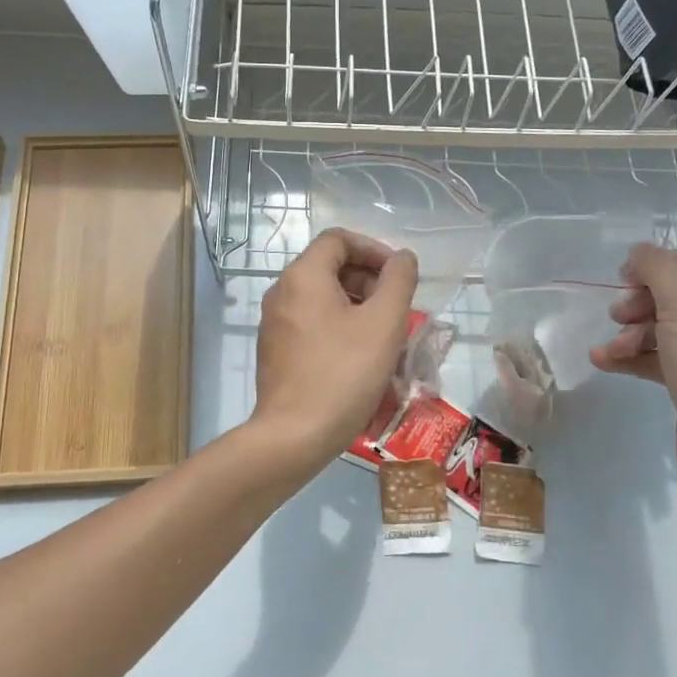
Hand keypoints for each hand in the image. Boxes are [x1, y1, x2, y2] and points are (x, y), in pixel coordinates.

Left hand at [251, 228, 417, 477]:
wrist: (294, 436)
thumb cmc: (344, 373)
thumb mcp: (384, 323)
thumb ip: (398, 281)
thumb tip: (402, 258)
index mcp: (303, 276)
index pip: (339, 240)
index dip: (374, 249)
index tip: (399, 275)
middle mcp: (282, 292)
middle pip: (330, 268)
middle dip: (369, 281)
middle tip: (397, 309)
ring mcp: (275, 324)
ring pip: (323, 299)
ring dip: (358, 307)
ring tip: (386, 336)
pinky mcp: (275, 351)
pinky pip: (313, 324)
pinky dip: (340, 328)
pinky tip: (362, 358)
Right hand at [590, 244, 676, 499]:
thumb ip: (657, 268)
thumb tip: (640, 252)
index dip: (659, 265)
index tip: (625, 279)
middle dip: (641, 302)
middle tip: (618, 315)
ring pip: (667, 327)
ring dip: (632, 333)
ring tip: (611, 349)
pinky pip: (664, 358)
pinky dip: (635, 357)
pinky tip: (604, 362)